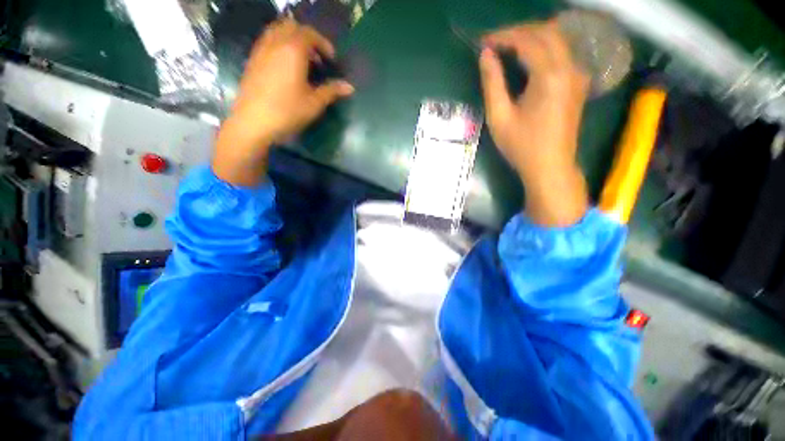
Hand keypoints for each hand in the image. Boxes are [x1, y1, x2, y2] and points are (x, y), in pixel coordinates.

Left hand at [213, 18, 353, 185]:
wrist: (253, 122)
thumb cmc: (287, 112)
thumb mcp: (314, 103)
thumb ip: (332, 91)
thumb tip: (350, 87)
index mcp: (293, 50)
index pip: (310, 34)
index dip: (323, 44)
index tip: (332, 60)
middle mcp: (275, 43)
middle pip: (292, 27)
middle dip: (307, 38)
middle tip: (317, 58)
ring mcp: (261, 50)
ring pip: (277, 31)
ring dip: (292, 40)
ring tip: (302, 62)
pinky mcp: (252, 60)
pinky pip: (267, 42)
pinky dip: (280, 46)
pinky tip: (285, 67)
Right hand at [479, 20, 589, 226]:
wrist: (550, 166)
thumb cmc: (521, 146)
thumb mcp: (499, 117)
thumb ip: (492, 83)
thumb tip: (485, 56)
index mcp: (549, 75)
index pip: (527, 39)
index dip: (504, 36)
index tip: (484, 43)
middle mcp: (569, 67)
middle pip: (547, 31)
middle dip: (519, 32)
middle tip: (495, 44)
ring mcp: (578, 74)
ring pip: (558, 39)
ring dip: (532, 38)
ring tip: (508, 49)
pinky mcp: (578, 83)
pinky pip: (562, 53)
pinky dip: (543, 48)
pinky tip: (528, 61)